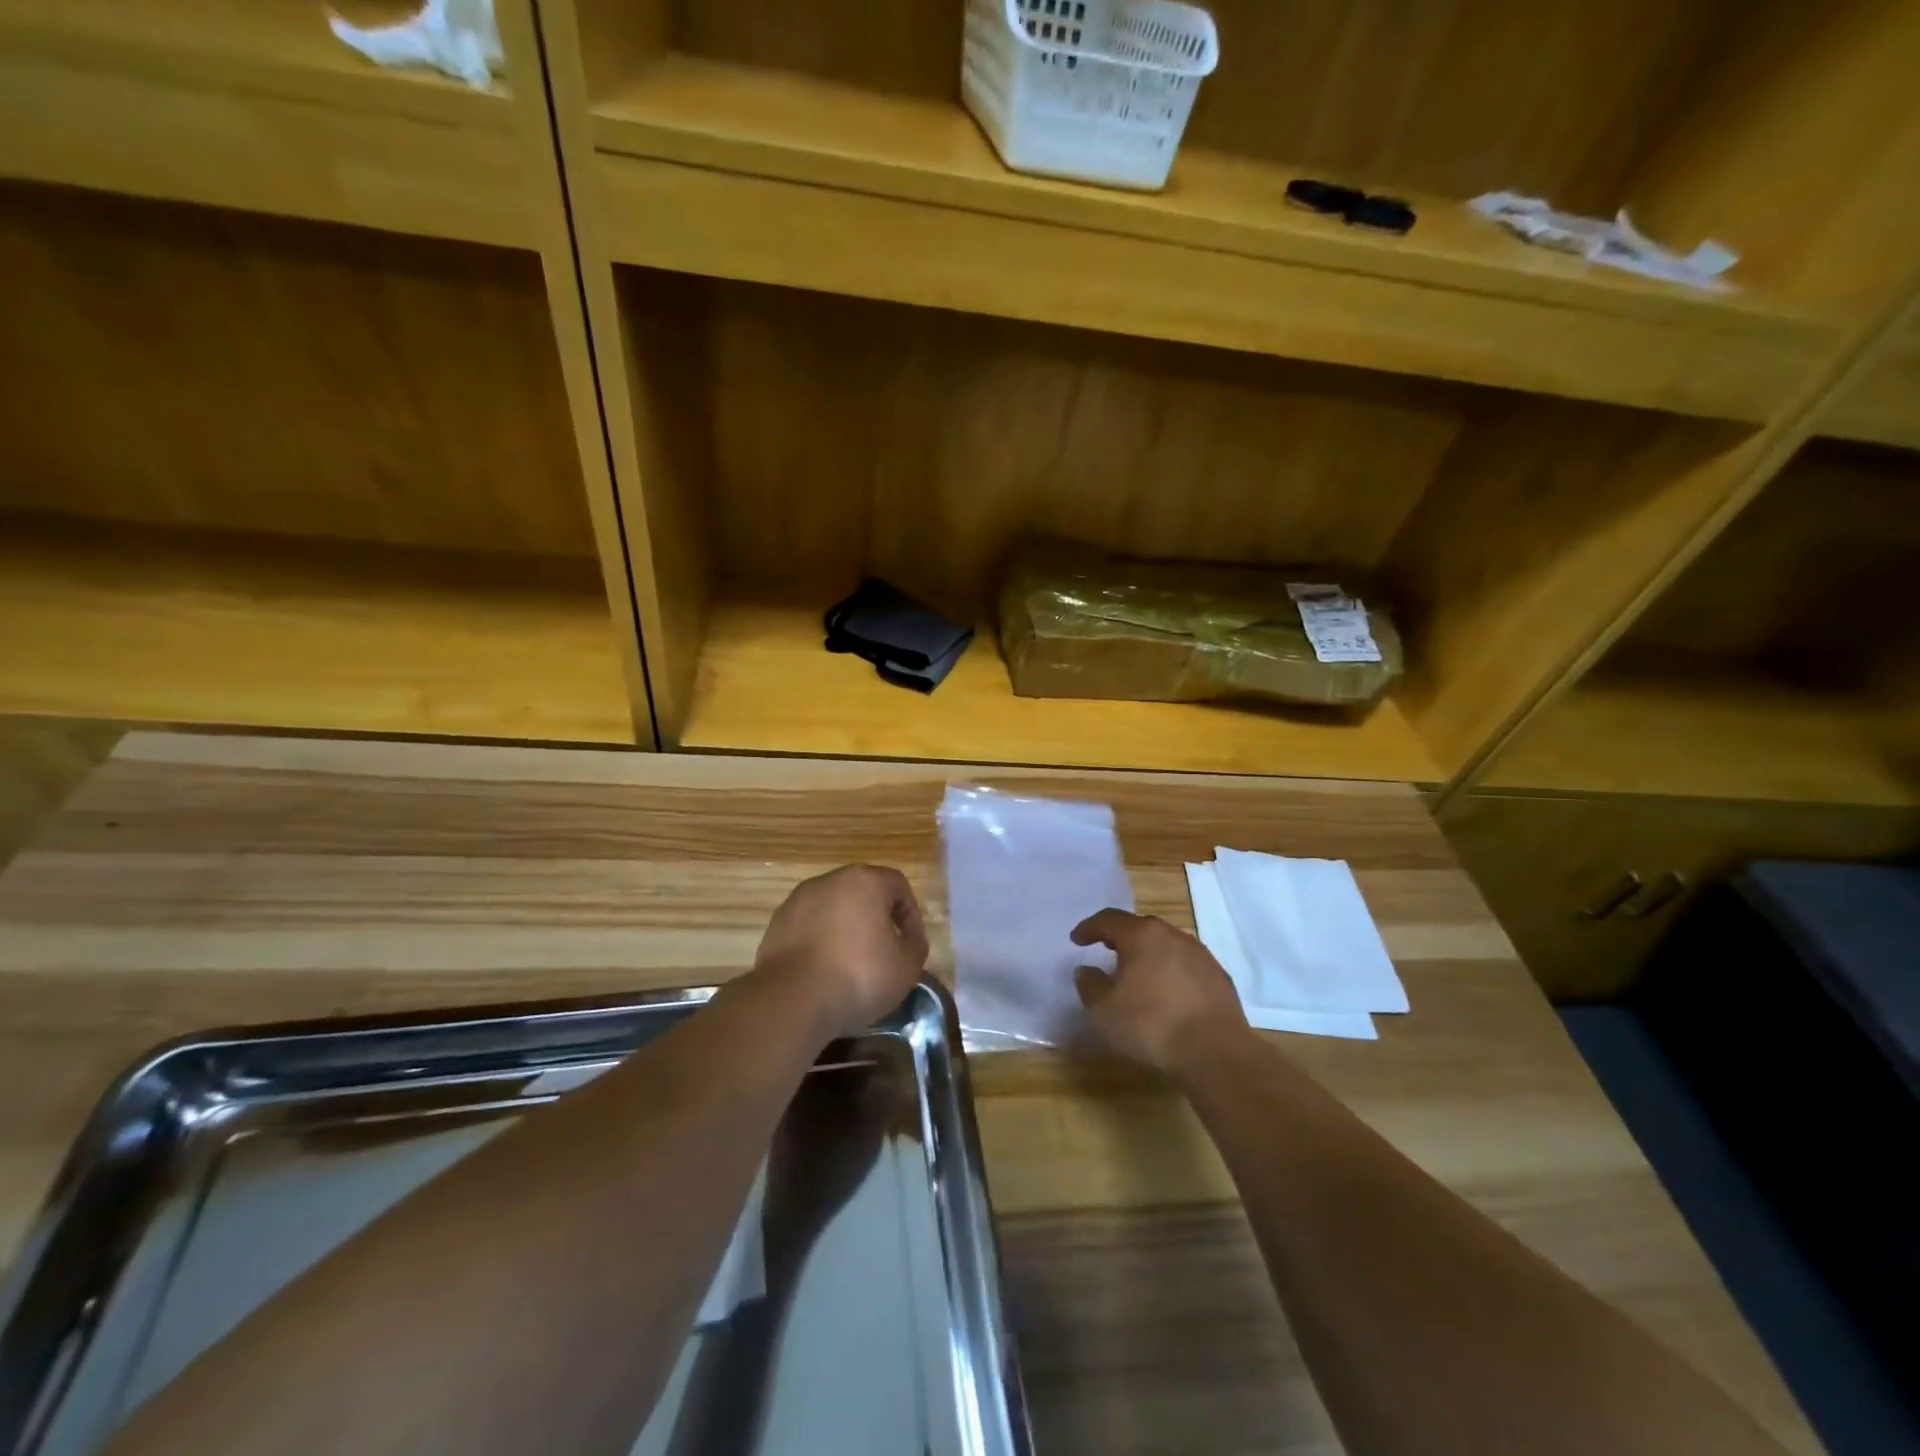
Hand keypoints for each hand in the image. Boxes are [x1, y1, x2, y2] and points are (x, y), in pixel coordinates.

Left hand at [752, 865, 929, 1040]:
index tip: (911, 944)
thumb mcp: (907, 965)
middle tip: (884, 950)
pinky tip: (824, 970)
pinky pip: (809, 926)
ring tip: (852, 963)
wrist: (792, 1000)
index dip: (910, 914)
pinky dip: (821, 941)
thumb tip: (907, 938)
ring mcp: (798, 900)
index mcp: (865, 880)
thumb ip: (915, 943)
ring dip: (846, 928)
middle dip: (877, 918)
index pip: (898, 885)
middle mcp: (829, 880)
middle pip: (863, 892)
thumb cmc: (859, 975)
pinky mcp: (776, 924)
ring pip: (833, 908)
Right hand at [1071, 909, 1248, 1072]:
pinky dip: (1171, 973)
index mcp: (1141, 936)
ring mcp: (1200, 955)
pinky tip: (1168, 994)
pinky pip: (1187, 966)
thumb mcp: (1103, 1010)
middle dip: (1121, 937)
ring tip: (1138, 973)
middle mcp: (1172, 936)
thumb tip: (1086, 970)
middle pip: (1140, 928)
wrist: (1215, 1052)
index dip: (1089, 928)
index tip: (1076, 939)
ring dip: (1149, 955)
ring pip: (1166, 945)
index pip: (1109, 920)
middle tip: (1106, 949)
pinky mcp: (1219, 978)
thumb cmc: (1150, 1025)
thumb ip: (1089, 985)